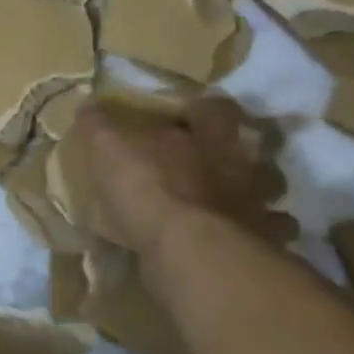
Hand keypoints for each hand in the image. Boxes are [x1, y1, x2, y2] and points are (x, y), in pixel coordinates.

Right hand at [73, 96, 274, 256]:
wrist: (187, 249)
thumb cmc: (148, 187)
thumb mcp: (108, 148)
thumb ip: (99, 126)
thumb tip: (88, 105)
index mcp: (208, 136)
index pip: (215, 107)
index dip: (202, 108)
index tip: (187, 113)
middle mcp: (240, 166)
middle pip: (249, 149)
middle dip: (231, 154)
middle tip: (205, 162)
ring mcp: (256, 205)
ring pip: (265, 193)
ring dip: (247, 195)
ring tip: (218, 203)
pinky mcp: (261, 243)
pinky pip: (265, 234)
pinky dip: (252, 235)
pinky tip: (227, 238)